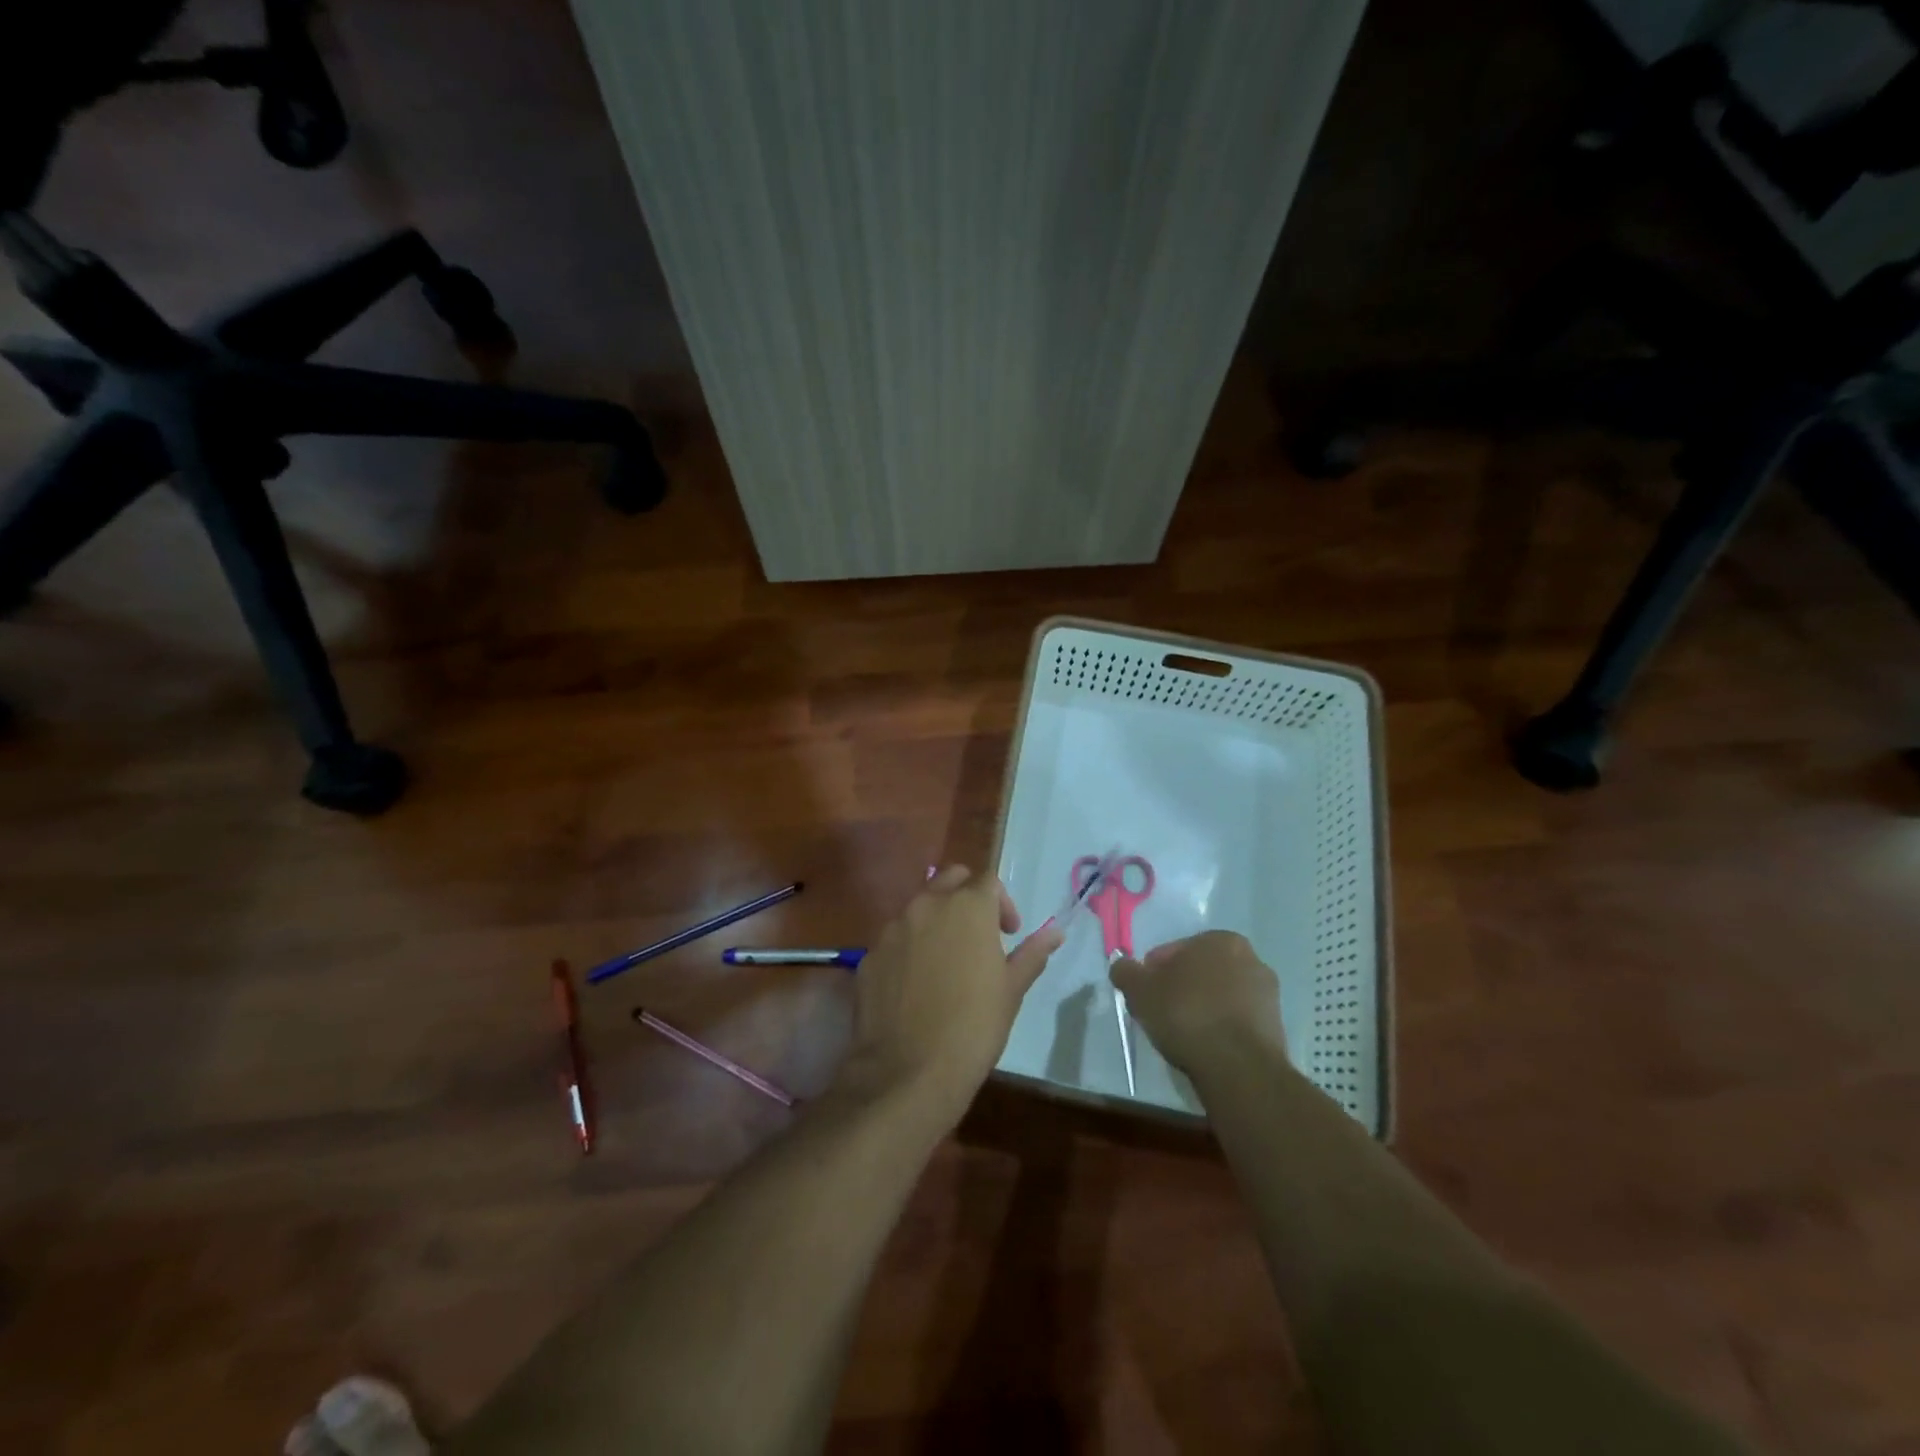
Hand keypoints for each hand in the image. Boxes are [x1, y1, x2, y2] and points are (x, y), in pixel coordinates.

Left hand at [838, 866, 1063, 1122]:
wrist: (907, 1071)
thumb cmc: (973, 1027)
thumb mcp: (1011, 990)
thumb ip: (1032, 953)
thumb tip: (1055, 932)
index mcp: (967, 907)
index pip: (988, 880)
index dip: (1003, 903)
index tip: (1009, 934)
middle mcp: (927, 906)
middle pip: (950, 879)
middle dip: (967, 896)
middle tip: (979, 934)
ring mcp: (893, 928)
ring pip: (919, 907)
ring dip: (937, 920)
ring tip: (947, 961)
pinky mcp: (869, 954)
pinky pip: (894, 939)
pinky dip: (909, 948)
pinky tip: (916, 985)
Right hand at [1110, 931, 1285, 1074]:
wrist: (1238, 1067)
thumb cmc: (1187, 1015)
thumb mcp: (1140, 990)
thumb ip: (1126, 972)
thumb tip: (1122, 965)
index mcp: (1220, 939)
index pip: (1175, 950)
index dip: (1154, 972)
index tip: (1145, 994)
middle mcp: (1250, 958)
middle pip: (1201, 971)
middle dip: (1182, 987)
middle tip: (1162, 1012)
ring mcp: (1267, 994)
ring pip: (1221, 995)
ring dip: (1203, 1008)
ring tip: (1183, 1034)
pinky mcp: (1276, 1026)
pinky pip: (1237, 1020)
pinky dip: (1221, 1028)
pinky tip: (1206, 1046)